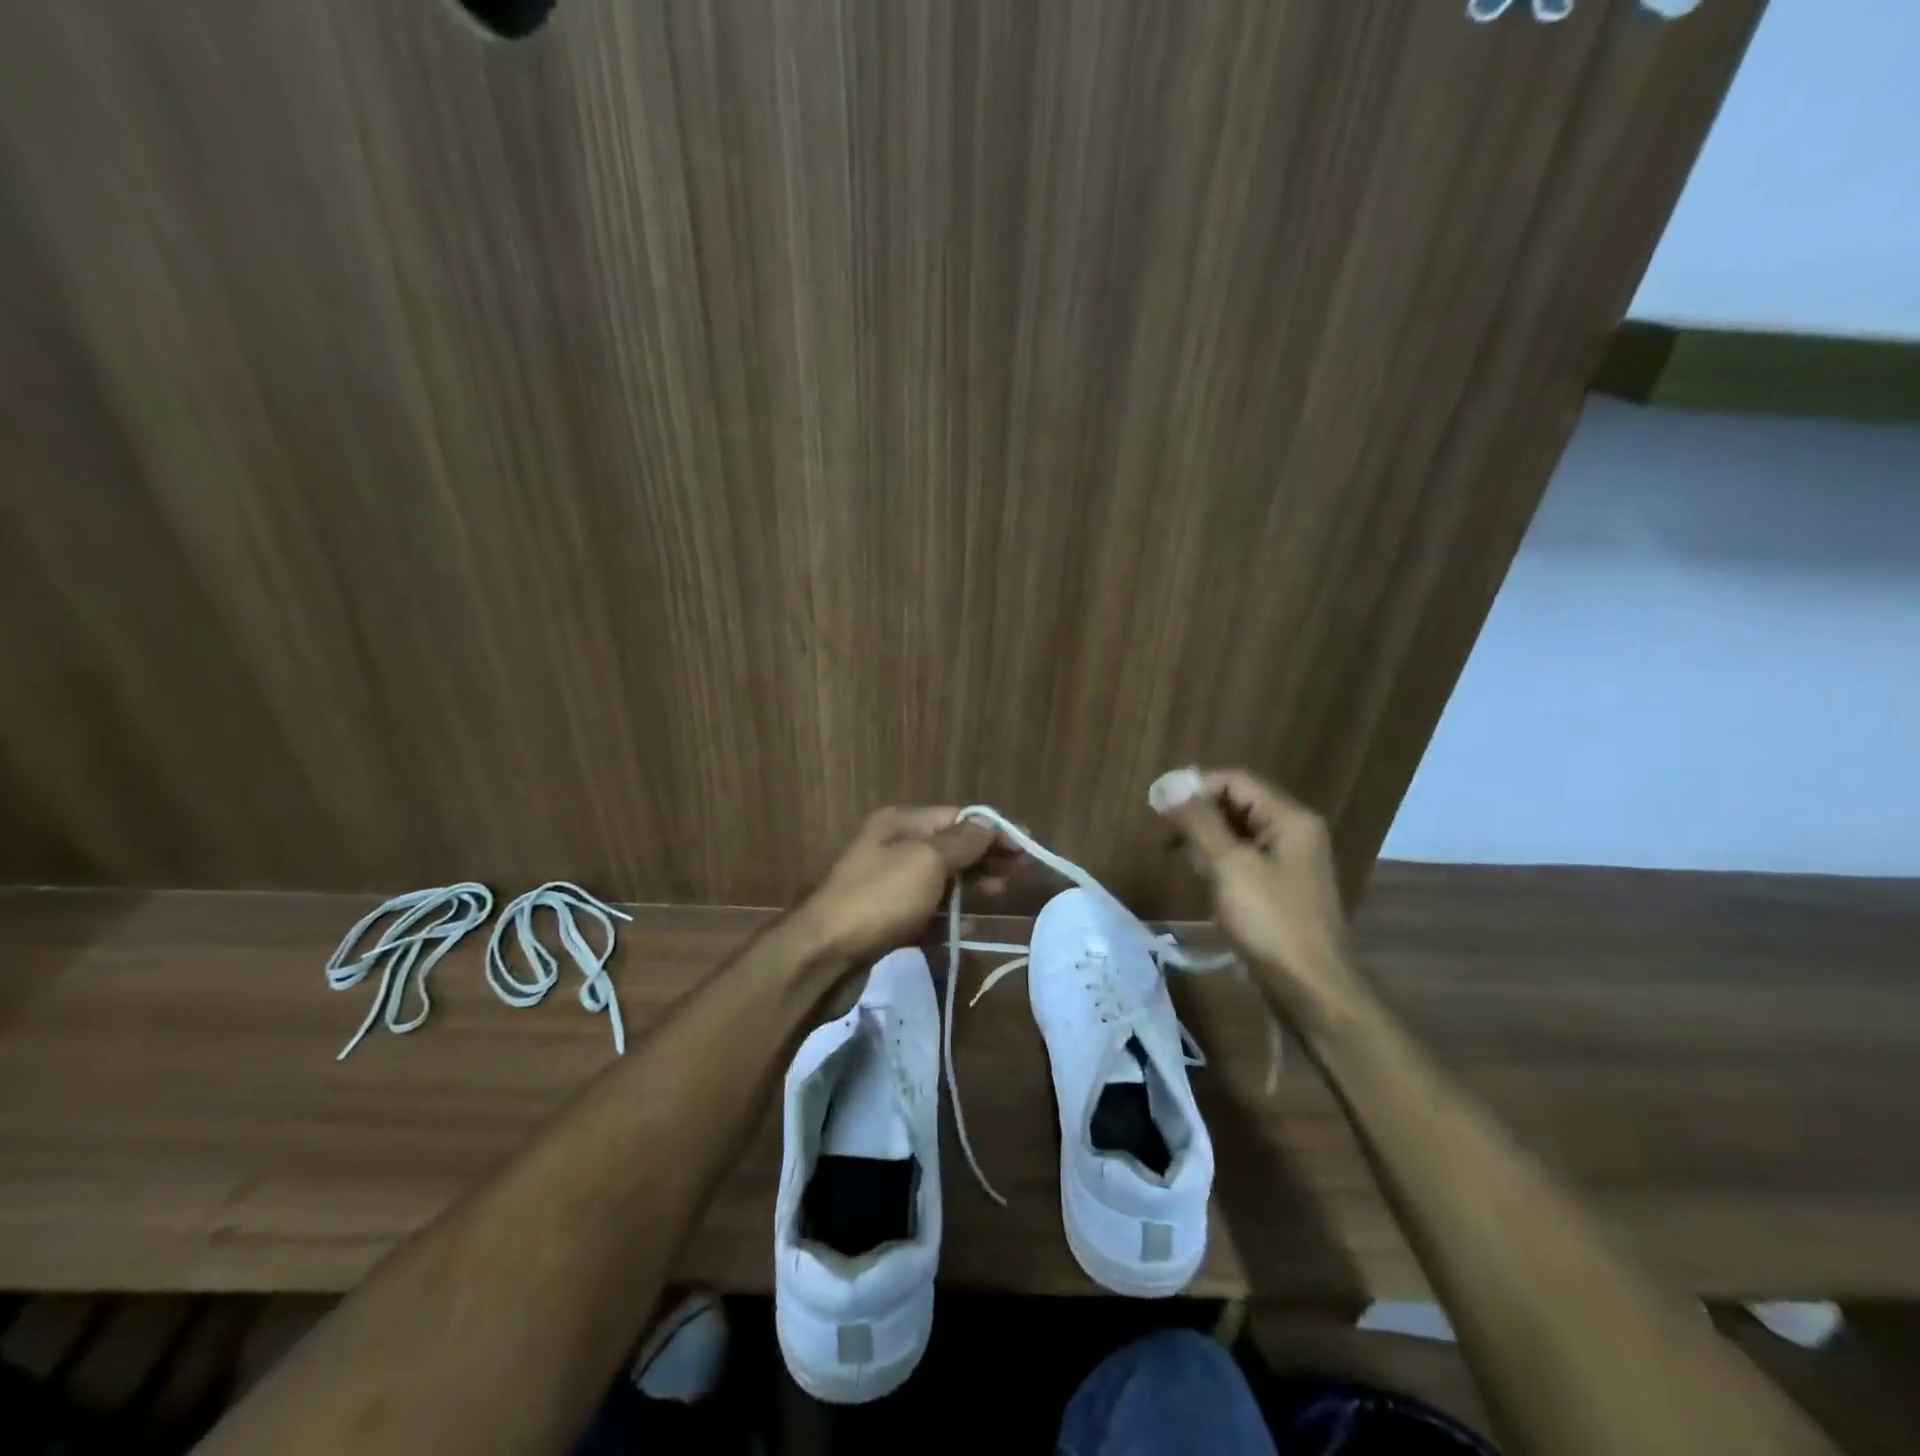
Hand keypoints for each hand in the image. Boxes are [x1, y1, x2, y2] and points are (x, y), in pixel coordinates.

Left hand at [795, 807, 1006, 962]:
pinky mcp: (885, 921)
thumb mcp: (925, 861)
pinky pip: (926, 914)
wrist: (822, 956)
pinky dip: (948, 918)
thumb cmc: (878, 899)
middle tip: (1019, 875)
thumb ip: (961, 842)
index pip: (956, 817)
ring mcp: (887, 886)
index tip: (1028, 846)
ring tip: (1000, 896)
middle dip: (984, 858)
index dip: (993, 829)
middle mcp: (892, 848)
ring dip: (970, 887)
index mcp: (899, 824)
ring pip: (939, 881)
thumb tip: (988, 824)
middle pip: (949, 848)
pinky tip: (970, 929)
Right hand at [1155, 768, 1363, 1020]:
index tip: (1158, 804)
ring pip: (1238, 834)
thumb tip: (1170, 786)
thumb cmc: (1270, 922)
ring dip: (1205, 839)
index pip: (1237, 781)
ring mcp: (1289, 864)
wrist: (1311, 990)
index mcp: (1290, 819)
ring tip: (1176, 855)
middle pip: (1238, 805)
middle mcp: (1294, 833)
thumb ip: (1200, 822)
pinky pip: (1244, 862)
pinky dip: (1219, 862)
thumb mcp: (1230, 866)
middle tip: (1162, 832)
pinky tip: (1201, 879)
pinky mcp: (1280, 891)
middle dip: (1198, 813)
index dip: (1196, 786)